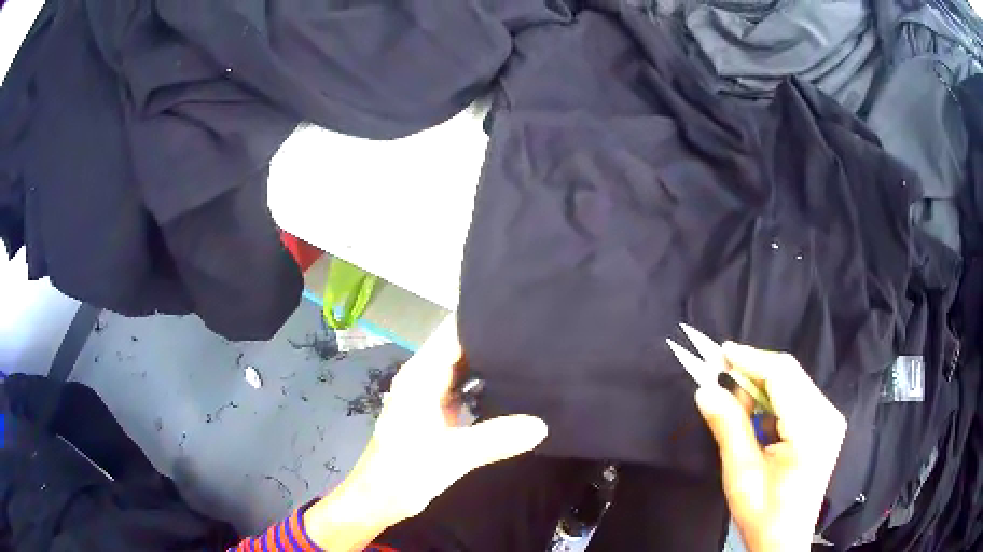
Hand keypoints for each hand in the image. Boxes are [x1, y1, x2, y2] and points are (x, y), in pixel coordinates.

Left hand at [304, 315, 547, 550]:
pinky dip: (483, 385)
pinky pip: (463, 389)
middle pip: (458, 347)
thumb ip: (496, 438)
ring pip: (462, 369)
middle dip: (490, 339)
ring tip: (529, 354)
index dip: (480, 319)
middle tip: (532, 333)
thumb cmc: (406, 472)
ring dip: (488, 362)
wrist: (379, 499)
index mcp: (420, 376)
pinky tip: (510, 388)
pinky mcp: (435, 413)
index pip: (452, 334)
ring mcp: (429, 396)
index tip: (516, 312)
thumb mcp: (454, 455)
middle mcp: (424, 378)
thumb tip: (542, 425)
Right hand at [695, 343, 846, 551]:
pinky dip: (774, 401)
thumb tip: (705, 390)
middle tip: (722, 381)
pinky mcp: (826, 424)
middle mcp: (827, 416)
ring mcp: (830, 418)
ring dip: (762, 388)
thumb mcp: (740, 475)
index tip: (721, 352)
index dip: (751, 359)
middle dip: (754, 373)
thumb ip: (727, 427)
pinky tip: (758, 421)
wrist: (784, 541)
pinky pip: (798, 397)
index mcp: (810, 430)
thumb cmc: (763, 515)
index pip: (782, 376)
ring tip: (738, 409)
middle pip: (790, 375)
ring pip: (793, 383)